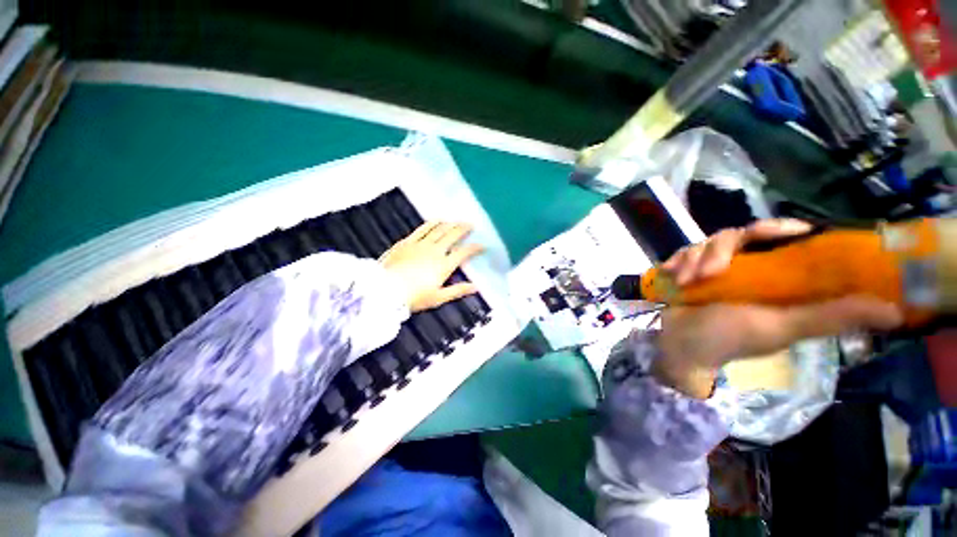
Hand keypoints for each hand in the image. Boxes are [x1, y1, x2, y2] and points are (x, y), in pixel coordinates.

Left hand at [380, 222, 483, 311]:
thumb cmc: (414, 297)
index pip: (463, 253)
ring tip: (456, 221)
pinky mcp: (408, 242)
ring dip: (450, 224)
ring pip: (439, 229)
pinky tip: (437, 220)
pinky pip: (422, 229)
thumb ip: (458, 290)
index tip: (482, 245)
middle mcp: (435, 251)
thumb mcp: (438, 298)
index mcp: (444, 265)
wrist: (385, 290)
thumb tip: (476, 287)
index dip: (474, 248)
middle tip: (471, 225)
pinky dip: (431, 223)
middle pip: (453, 236)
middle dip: (464, 229)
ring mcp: (421, 244)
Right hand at [653, 219, 903, 397]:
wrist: (678, 345)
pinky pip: (684, 251)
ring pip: (709, 242)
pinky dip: (678, 261)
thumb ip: (828, 317)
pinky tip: (673, 275)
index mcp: (776, 277)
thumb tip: (894, 312)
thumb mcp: (780, 328)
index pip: (786, 239)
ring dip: (695, 259)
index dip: (783, 229)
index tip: (780, 232)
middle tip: (711, 272)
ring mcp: (714, 267)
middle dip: (722, 249)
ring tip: (687, 281)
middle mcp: (748, 267)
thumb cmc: (729, 339)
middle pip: (742, 234)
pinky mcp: (688, 269)